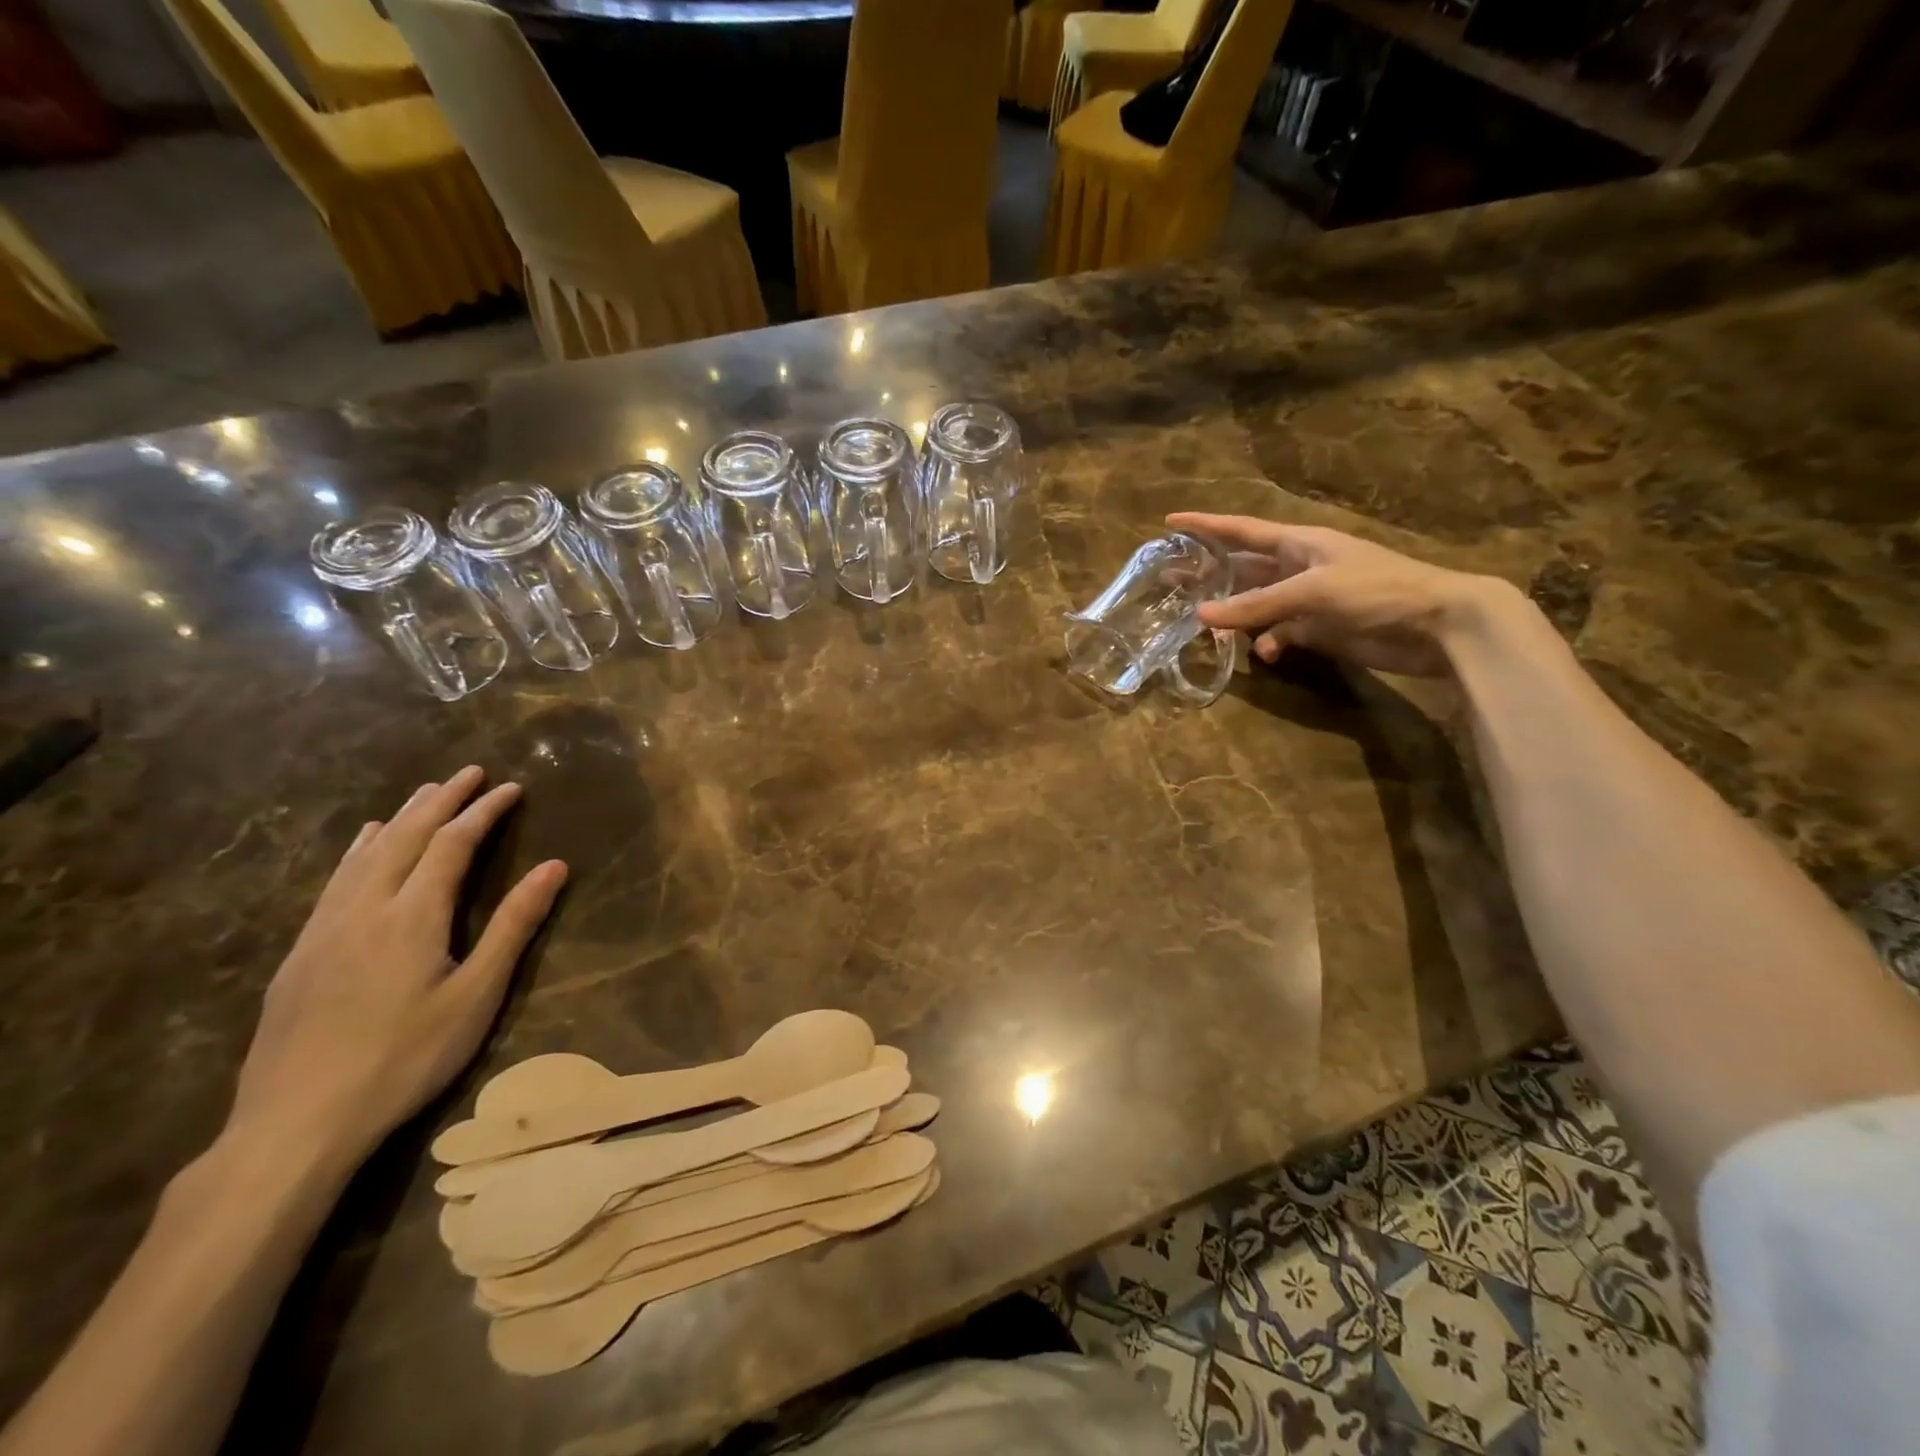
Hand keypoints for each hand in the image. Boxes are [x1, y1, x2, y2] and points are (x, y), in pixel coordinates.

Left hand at [227, 767, 566, 1168]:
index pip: (453, 844)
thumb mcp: (477, 995)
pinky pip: (336, 879)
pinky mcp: (301, 952)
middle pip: (407, 837)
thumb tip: (554, 866)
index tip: (511, 787)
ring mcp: (325, 928)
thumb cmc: (405, 1057)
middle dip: (442, 800)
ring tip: (425, 793)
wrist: (296, 1122)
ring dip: (401, 817)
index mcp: (413, 915)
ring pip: (366, 854)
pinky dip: (359, 849)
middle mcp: (366, 907)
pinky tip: (364, 845)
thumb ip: (514, 925)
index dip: (483, 811)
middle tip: (470, 772)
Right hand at [1169, 513, 1513, 677]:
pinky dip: (1267, 643)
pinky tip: (1263, 654)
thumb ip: (1256, 604)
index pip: (1240, 529)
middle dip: (1207, 574)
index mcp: (1298, 542)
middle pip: (1242, 568)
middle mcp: (1297, 567)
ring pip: (1255, 605)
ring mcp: (1307, 600)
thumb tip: (1200, 616)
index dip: (1205, 524)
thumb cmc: (1377, 590)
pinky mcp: (1318, 629)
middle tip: (1167, 581)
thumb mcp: (1312, 591)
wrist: (1437, 625)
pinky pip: (1278, 634)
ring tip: (1200, 625)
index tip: (1169, 520)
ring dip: (1232, 615)